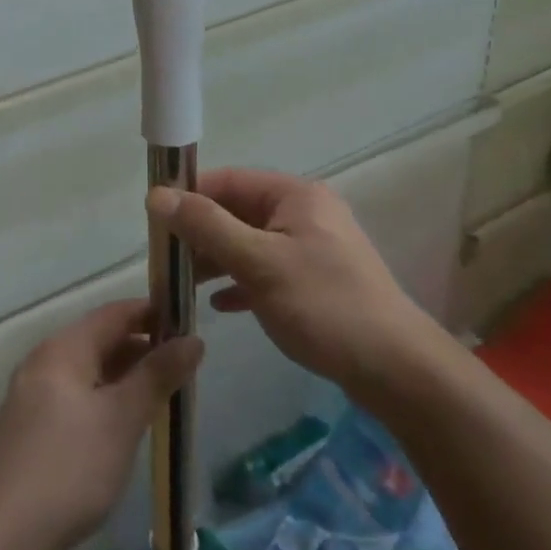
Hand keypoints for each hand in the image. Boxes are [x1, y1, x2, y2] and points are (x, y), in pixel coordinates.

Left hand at [0, 300, 203, 549]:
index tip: (188, 324)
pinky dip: (102, 400)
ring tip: (160, 397)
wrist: (1, 539)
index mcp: (64, 348)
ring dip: (123, 377)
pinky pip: (73, 397)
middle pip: (100, 340)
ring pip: (87, 371)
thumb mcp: (122, 419)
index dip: (152, 313)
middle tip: (182, 367)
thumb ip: (158, 375)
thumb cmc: (70, 468)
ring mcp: (31, 396)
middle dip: (141, 348)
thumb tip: (193, 339)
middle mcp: (43, 361)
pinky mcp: (28, 430)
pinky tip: (121, 427)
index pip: (115, 313)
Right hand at [149, 169, 432, 400]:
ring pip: (251, 243)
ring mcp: (313, 247)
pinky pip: (268, 271)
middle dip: (201, 234)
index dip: (190, 196)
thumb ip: (207, 226)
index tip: (155, 224)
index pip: (229, 181)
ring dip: (217, 260)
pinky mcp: (317, 280)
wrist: (395, 368)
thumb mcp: (258, 262)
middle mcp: (305, 212)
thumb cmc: (323, 304)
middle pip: (239, 211)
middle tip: (165, 261)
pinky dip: (242, 282)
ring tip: (182, 285)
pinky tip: (219, 305)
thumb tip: (157, 195)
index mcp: (294, 195)